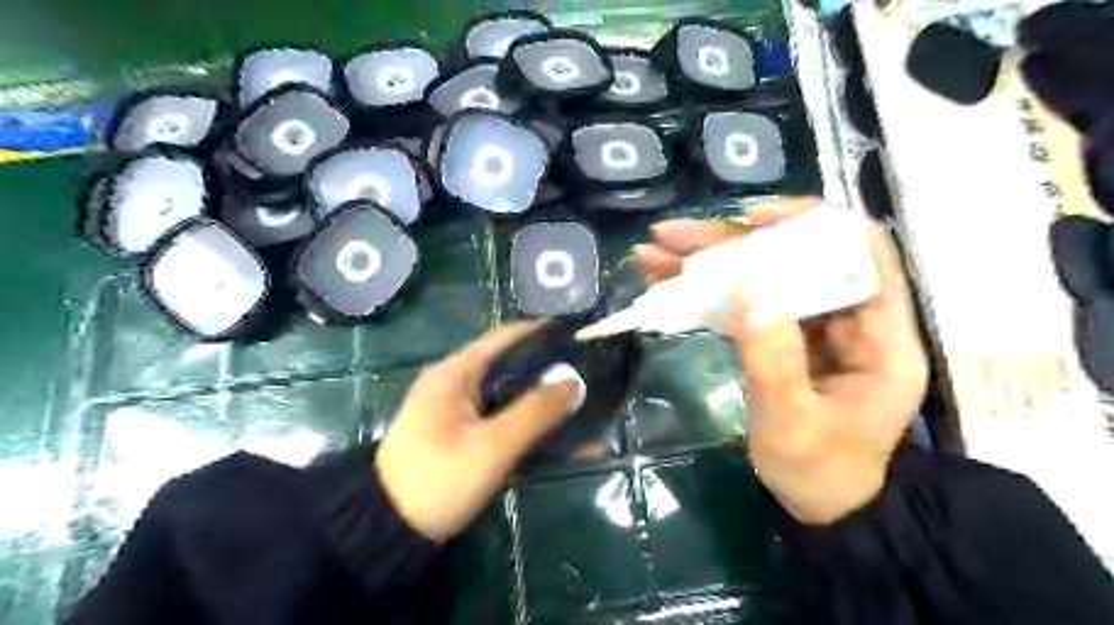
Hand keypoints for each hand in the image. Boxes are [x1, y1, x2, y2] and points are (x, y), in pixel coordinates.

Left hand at [374, 323, 583, 541]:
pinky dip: (531, 428)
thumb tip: (576, 382)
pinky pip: (505, 421)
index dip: (544, 334)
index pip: (507, 337)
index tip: (581, 339)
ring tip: (586, 408)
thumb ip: (535, 412)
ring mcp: (460, 410)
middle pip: (513, 367)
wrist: (388, 530)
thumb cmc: (438, 479)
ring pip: (512, 397)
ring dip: (545, 406)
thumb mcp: (491, 446)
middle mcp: (458, 383)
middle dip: (552, 374)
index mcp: (456, 372)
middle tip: (592, 377)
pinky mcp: (464, 434)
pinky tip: (564, 441)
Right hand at [635, 197, 932, 524]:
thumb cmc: (819, 472)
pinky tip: (664, 281)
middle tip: (671, 235)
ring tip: (653, 252)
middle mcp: (848, 319)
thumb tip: (747, 287)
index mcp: (880, 336)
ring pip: (761, 276)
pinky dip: (703, 291)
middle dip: (729, 243)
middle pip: (793, 258)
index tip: (752, 220)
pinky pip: (743, 303)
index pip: (862, 252)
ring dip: (705, 262)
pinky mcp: (780, 338)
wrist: (818, 506)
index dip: (812, 224)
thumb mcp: (793, 423)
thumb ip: (773, 358)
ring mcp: (810, 327)